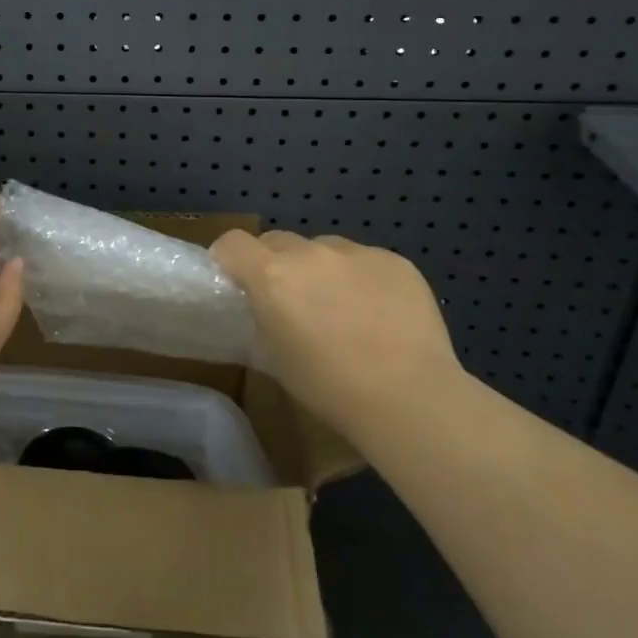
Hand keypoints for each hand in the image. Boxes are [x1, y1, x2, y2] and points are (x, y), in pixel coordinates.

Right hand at [210, 231, 465, 431]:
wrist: (409, 397)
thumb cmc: (330, 387)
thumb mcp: (275, 357)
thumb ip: (262, 318)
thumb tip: (264, 308)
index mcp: (273, 275)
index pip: (232, 243)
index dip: (228, 258)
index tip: (234, 279)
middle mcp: (311, 253)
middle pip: (277, 241)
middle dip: (275, 263)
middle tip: (289, 299)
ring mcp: (357, 252)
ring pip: (323, 248)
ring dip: (320, 268)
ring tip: (341, 306)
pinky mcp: (395, 261)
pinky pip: (364, 260)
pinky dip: (361, 277)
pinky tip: (378, 312)